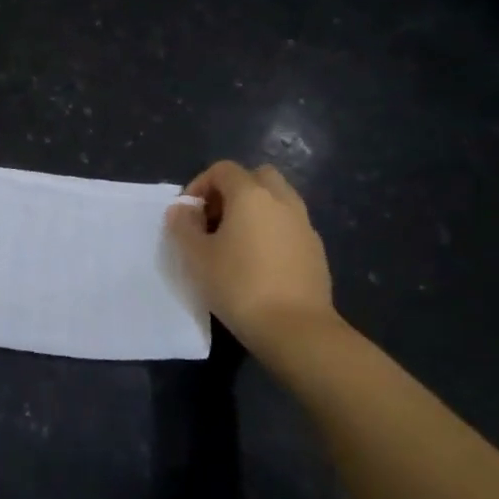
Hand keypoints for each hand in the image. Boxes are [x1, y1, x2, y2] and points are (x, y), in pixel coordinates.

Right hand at [166, 161, 340, 347]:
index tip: (188, 213)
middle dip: (233, 190)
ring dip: (255, 210)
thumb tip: (182, 209)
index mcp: (251, 195)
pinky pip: (290, 226)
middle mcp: (282, 201)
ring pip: (278, 200)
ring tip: (235, 242)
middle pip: (257, 177)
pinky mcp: (316, 250)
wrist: (296, 329)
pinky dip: (272, 231)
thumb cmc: (239, 285)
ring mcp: (304, 225)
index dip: (200, 185)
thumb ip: (183, 226)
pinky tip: (259, 262)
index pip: (223, 170)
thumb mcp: (196, 256)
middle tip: (215, 219)